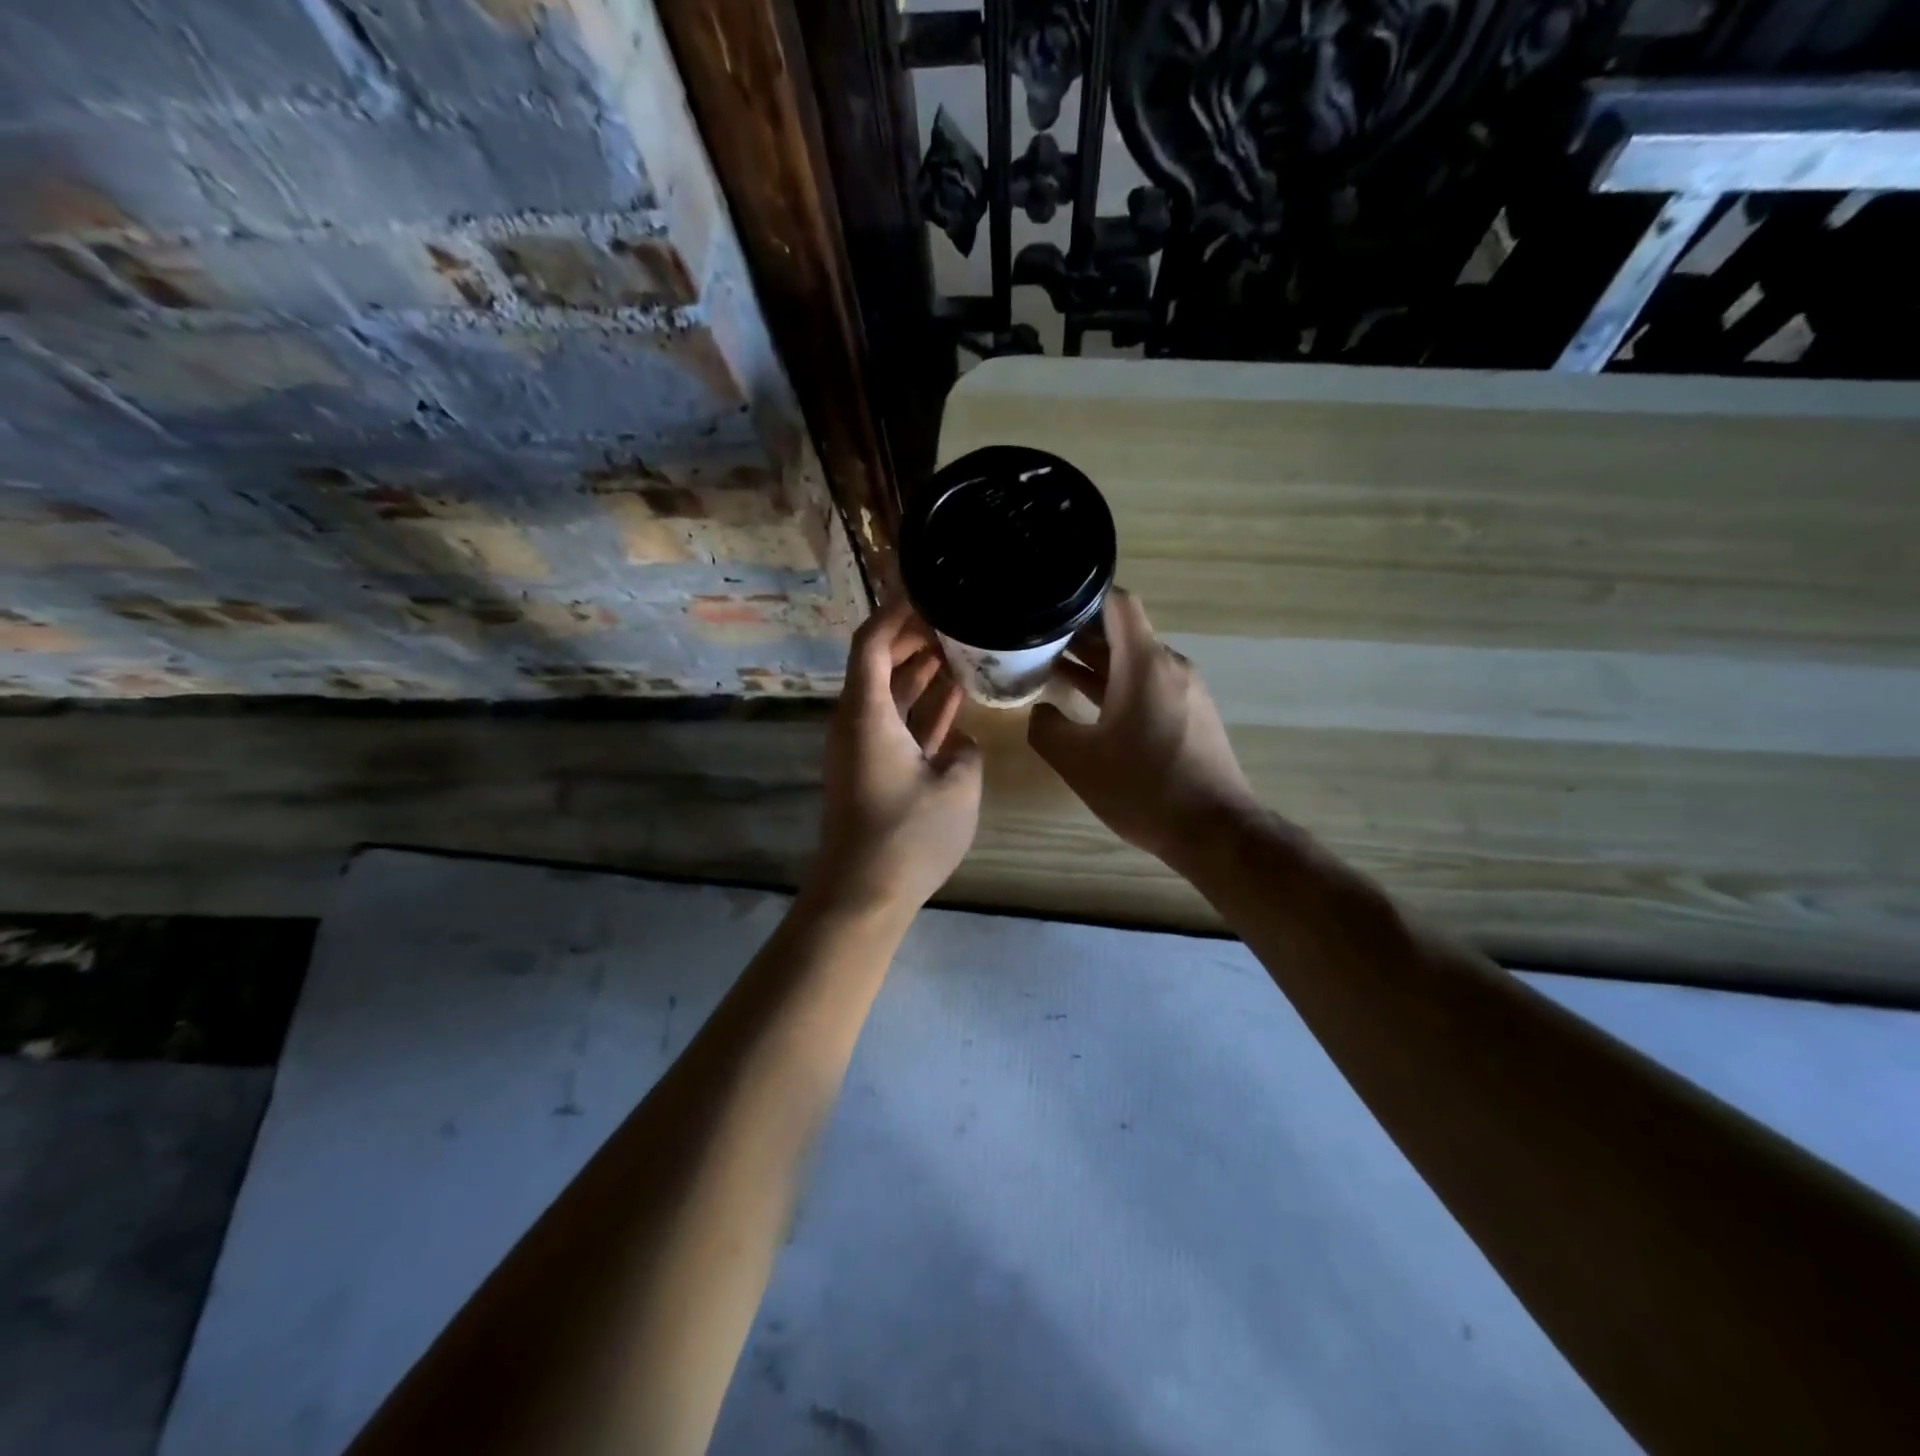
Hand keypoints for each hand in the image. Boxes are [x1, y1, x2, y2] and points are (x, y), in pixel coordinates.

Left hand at [808, 597, 982, 919]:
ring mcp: (865, 747)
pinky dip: (922, 708)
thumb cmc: (908, 835)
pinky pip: (898, 724)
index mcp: (867, 713)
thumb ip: (965, 750)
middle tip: (954, 616)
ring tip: (960, 646)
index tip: (928, 588)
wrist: (863, 893)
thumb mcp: (957, 786)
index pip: (872, 642)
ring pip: (891, 694)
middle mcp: (859, 722)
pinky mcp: (875, 770)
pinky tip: (954, 696)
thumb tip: (960, 741)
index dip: (896, 611)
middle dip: (912, 636)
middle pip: (879, 663)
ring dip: (920, 670)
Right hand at [1028, 589, 1259, 865]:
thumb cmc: (1143, 787)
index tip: (1049, 607)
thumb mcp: (1077, 761)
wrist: (1214, 830)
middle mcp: (1170, 666)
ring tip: (1054, 671)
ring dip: (1098, 664)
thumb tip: (1041, 712)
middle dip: (1080, 635)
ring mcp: (1186, 691)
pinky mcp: (1193, 715)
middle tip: (1037, 643)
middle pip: (1123, 633)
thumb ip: (1046, 727)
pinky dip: (1119, 686)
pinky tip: (1091, 708)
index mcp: (1144, 663)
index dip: (1082, 597)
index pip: (1117, 602)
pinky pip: (1150, 686)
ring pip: (1135, 662)